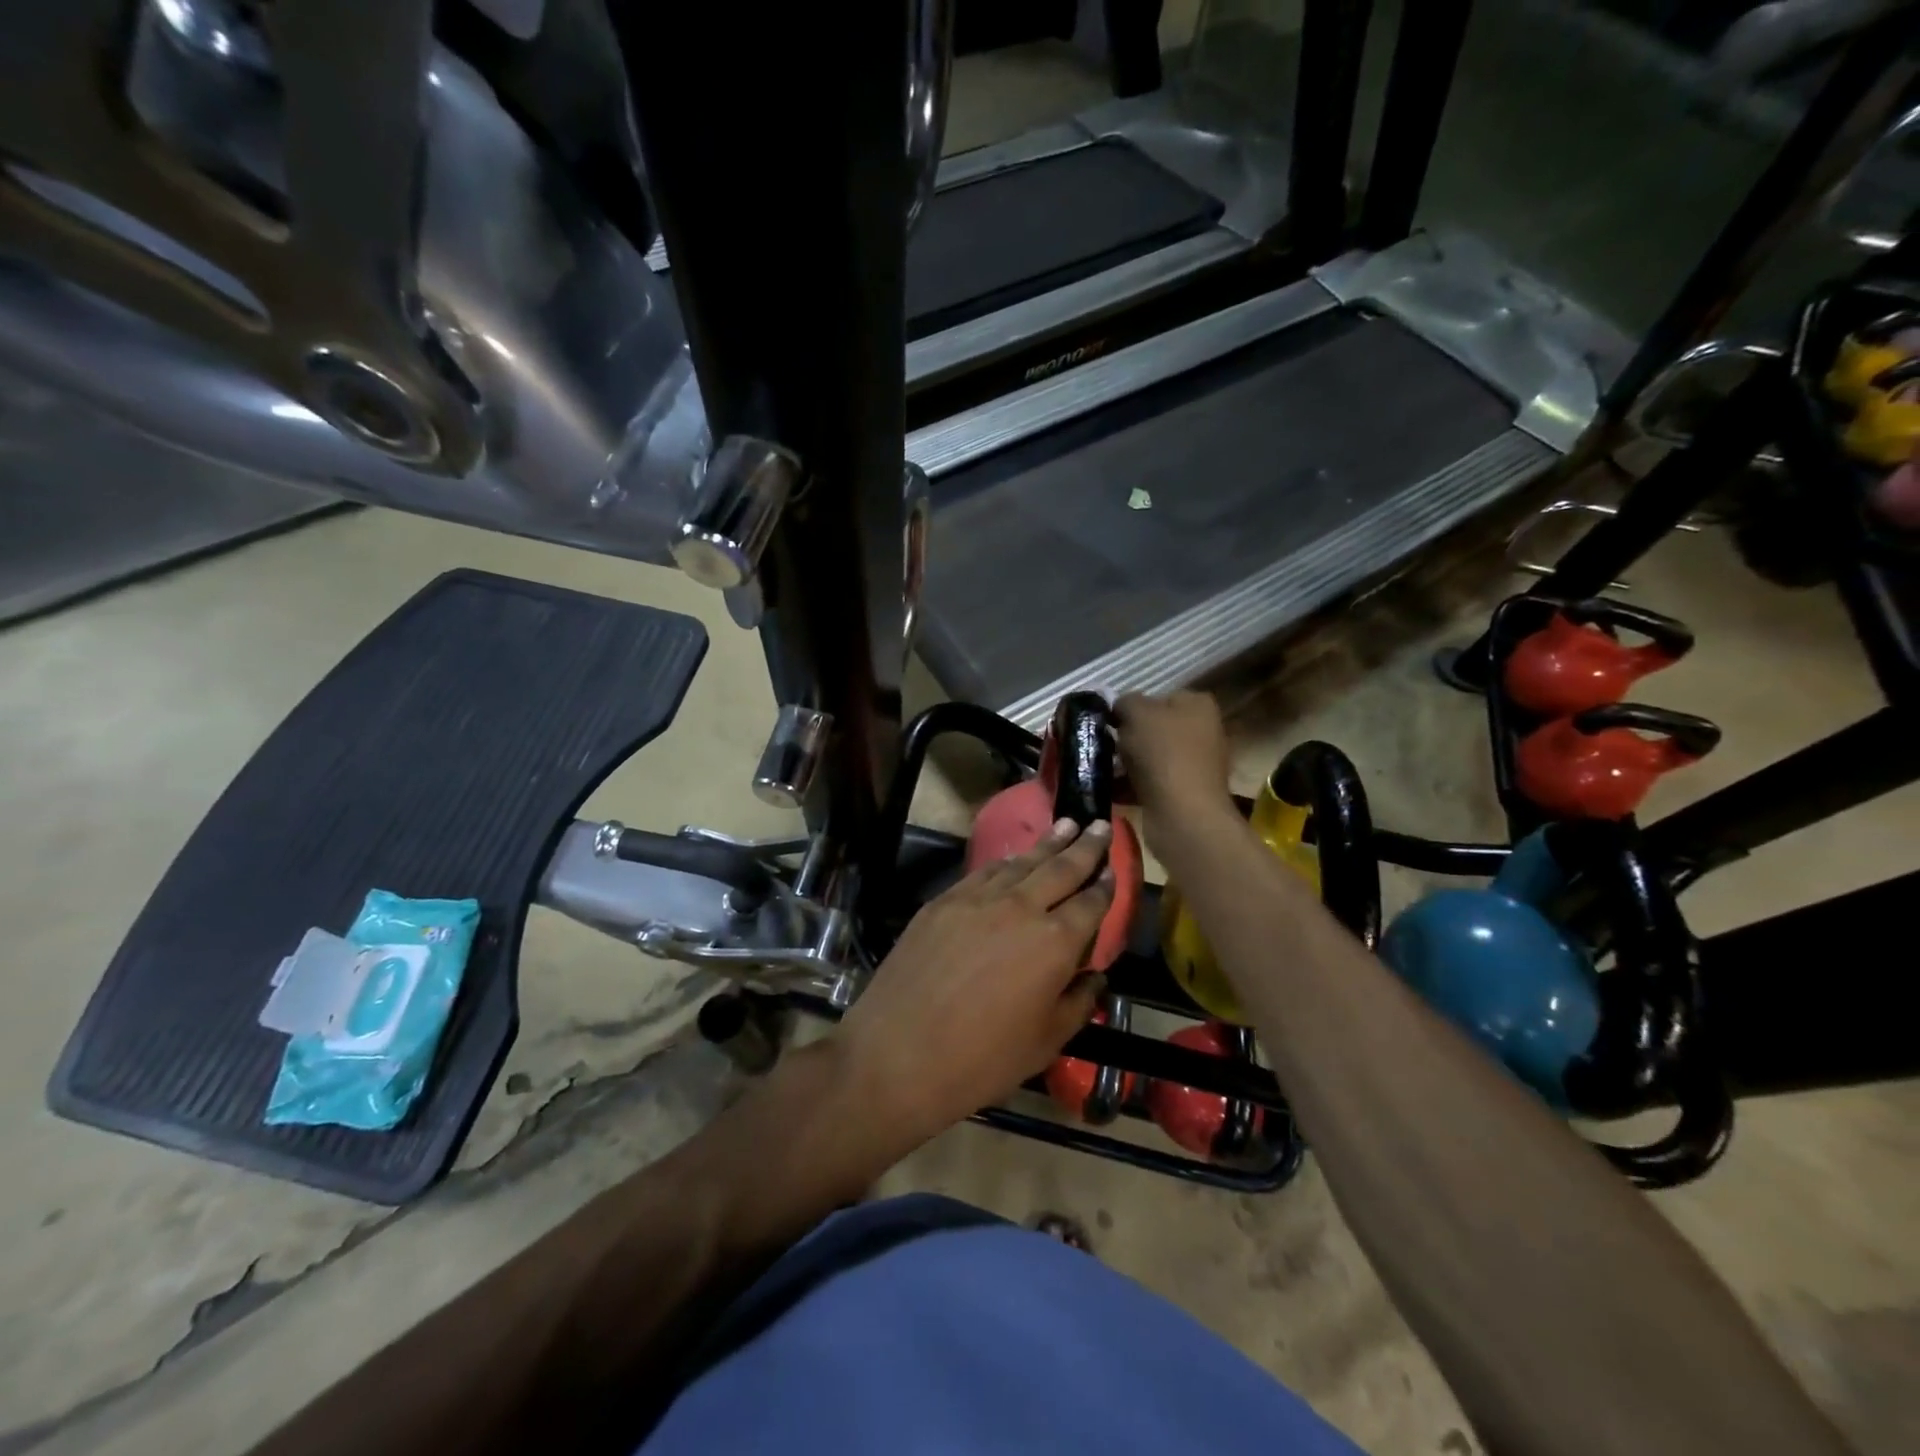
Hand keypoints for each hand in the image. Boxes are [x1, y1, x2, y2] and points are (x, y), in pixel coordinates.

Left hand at [836, 820, 1115, 1143]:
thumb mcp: (1046, 1043)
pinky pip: (983, 872)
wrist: (898, 1052)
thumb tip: (1094, 977)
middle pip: (1060, 868)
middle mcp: (1021, 907)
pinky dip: (1005, 861)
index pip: (1091, 903)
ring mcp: (978, 899)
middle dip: (1085, 846)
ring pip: (1021, 862)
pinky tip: (1012, 858)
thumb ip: (1078, 1003)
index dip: (1106, 885)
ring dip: (1047, 843)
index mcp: (1055, 942)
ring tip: (1066, 825)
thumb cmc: (982, 1059)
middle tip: (1101, 825)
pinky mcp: (943, 901)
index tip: (1114, 869)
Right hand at [1114, 691, 1234, 848]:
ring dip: (1125, 762)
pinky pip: (1150, 781)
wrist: (1182, 815)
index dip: (1131, 707)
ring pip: (1149, 756)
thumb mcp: (1136, 713)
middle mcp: (1203, 731)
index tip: (1110, 721)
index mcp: (1198, 705)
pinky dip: (1130, 785)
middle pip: (1153, 728)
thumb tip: (1119, 708)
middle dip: (1127, 736)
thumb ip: (1125, 702)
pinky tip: (1110, 789)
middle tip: (1103, 744)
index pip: (1158, 697)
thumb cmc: (1163, 754)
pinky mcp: (1184, 793)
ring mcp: (1195, 764)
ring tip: (1101, 768)